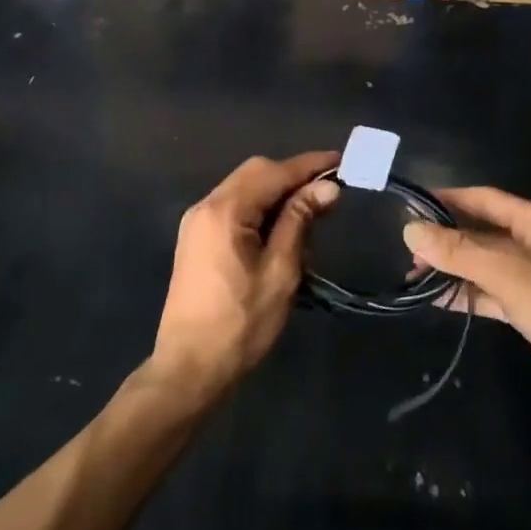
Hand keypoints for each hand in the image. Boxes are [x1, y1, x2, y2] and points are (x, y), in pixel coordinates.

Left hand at [148, 152, 340, 403]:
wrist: (189, 369)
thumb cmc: (240, 324)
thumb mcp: (280, 272)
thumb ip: (299, 221)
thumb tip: (327, 187)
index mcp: (224, 211)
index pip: (273, 172)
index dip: (309, 165)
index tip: (341, 160)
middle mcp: (206, 206)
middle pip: (255, 173)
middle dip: (293, 175)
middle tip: (329, 189)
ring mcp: (197, 222)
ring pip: (244, 188)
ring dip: (277, 191)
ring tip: (312, 208)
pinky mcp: (197, 239)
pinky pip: (233, 207)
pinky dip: (260, 207)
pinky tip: (283, 226)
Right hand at [405, 188, 530, 417]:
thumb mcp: (511, 276)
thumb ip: (460, 252)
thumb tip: (410, 229)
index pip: (485, 199)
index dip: (448, 198)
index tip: (410, 205)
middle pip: (482, 232)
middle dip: (445, 239)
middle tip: (405, 250)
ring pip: (485, 264)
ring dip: (453, 269)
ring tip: (411, 277)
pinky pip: (493, 293)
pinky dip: (468, 294)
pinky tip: (438, 301)